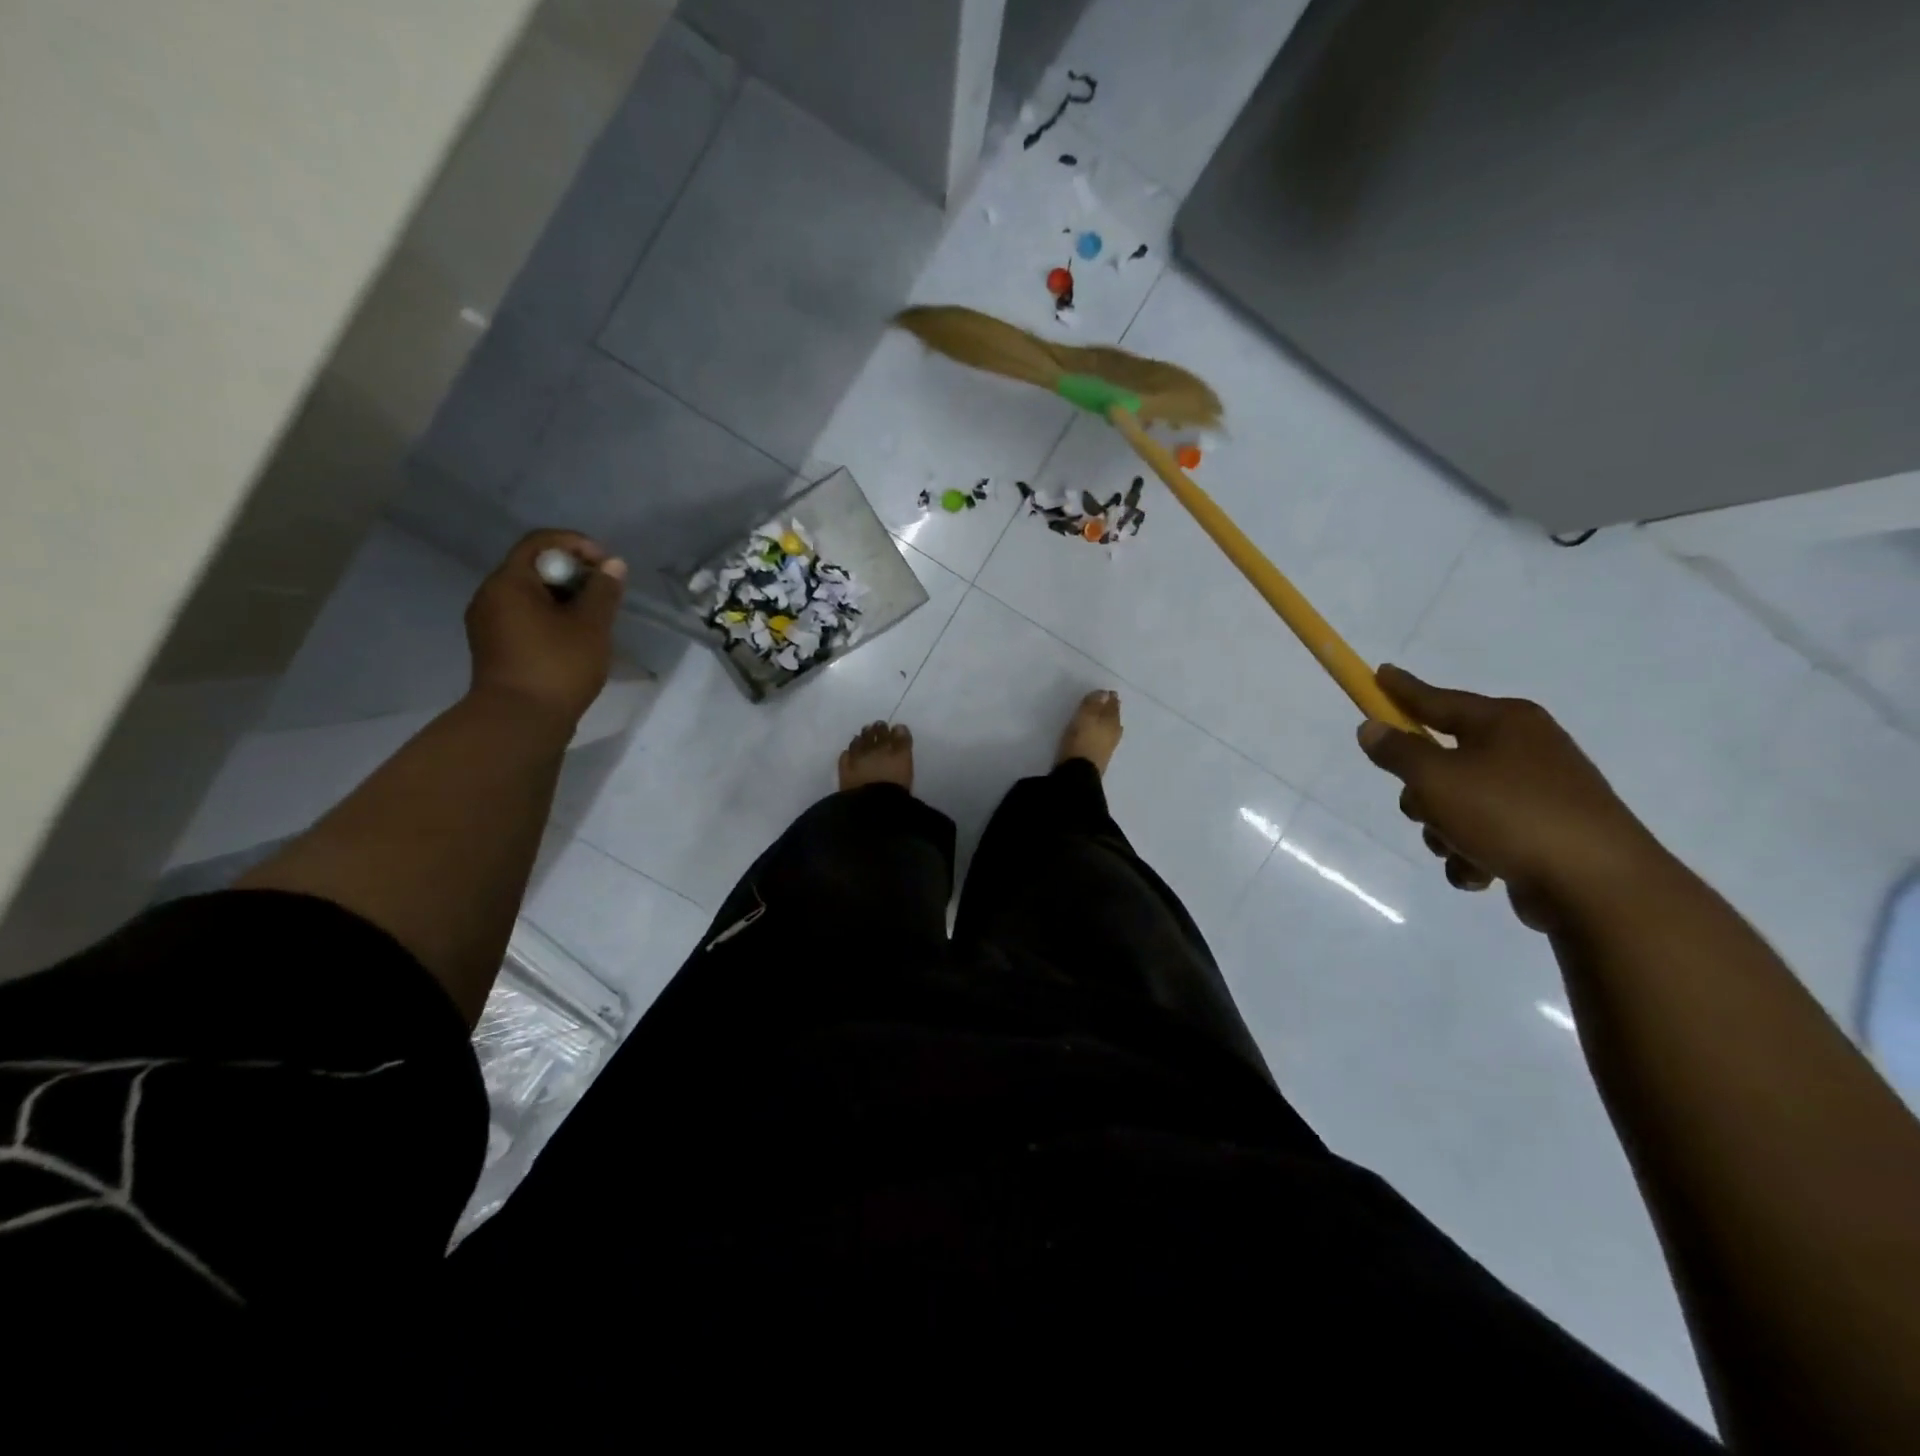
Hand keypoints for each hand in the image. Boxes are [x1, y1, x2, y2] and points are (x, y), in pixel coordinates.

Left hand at [465, 530, 625, 726]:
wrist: (519, 722)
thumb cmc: (557, 666)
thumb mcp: (591, 626)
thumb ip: (603, 591)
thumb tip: (613, 565)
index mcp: (508, 582)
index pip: (540, 542)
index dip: (577, 545)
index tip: (607, 565)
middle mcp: (490, 596)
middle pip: (534, 568)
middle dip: (574, 574)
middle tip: (606, 594)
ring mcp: (489, 624)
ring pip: (531, 596)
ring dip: (565, 599)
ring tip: (596, 619)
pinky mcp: (495, 648)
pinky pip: (526, 618)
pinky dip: (552, 619)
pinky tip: (575, 639)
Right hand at [1356, 665, 1663, 930]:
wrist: (1596, 884)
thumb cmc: (1508, 814)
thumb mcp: (1435, 778)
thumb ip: (1398, 752)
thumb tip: (1372, 728)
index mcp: (1504, 723)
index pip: (1438, 700)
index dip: (1402, 690)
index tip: (1379, 673)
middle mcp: (1524, 748)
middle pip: (1442, 759)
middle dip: (1422, 791)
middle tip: (1420, 807)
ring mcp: (1538, 792)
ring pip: (1458, 802)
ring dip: (1444, 830)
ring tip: (1457, 849)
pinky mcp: (1544, 832)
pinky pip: (1485, 835)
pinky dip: (1473, 854)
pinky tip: (1481, 873)